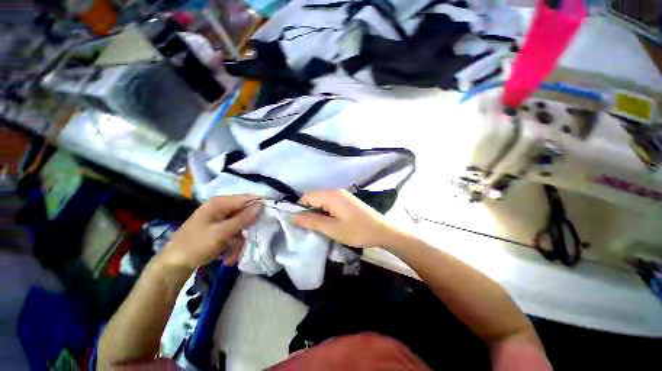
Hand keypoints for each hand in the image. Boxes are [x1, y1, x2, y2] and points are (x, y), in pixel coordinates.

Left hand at [158, 195, 260, 270]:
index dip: (259, 206)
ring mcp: (219, 219)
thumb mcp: (222, 232)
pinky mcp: (218, 229)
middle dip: (247, 227)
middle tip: (249, 239)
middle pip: (244, 212)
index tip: (269, 217)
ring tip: (234, 253)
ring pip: (240, 224)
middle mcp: (220, 208)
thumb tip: (261, 205)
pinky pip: (233, 232)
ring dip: (240, 239)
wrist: (173, 265)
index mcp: (219, 203)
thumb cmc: (196, 245)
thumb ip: (243, 218)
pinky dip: (233, 243)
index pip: (246, 198)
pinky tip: (229, 255)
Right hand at [293, 190, 402, 247]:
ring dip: (317, 212)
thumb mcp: (332, 229)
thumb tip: (292, 217)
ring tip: (317, 227)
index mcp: (331, 195)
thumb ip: (311, 221)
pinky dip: (325, 212)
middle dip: (308, 211)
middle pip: (314, 197)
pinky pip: (330, 203)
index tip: (298, 223)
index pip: (307, 196)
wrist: (382, 231)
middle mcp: (335, 191)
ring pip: (322, 201)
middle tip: (308, 227)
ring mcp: (342, 195)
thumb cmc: (357, 231)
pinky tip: (328, 222)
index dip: (299, 208)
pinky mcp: (346, 200)